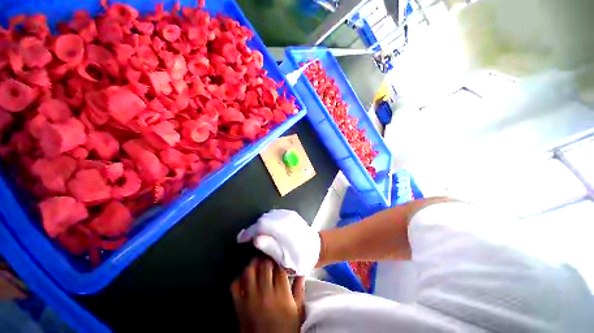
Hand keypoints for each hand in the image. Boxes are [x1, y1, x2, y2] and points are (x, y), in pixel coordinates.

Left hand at [231, 258, 305, 332]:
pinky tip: (246, 278)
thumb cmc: (286, 328)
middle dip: (267, 258)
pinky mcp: (239, 306)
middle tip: (269, 257)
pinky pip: (235, 286)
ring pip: (249, 272)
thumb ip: (299, 289)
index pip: (279, 268)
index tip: (280, 257)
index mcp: (281, 295)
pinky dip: (239, 279)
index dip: (279, 259)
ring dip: (254, 264)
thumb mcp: (298, 311)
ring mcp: (250, 300)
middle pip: (264, 266)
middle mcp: (265, 294)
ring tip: (258, 263)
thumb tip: (301, 271)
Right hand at [237, 210, 319, 275]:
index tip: (241, 239)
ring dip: (261, 224)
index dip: (248, 232)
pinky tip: (268, 229)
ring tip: (258, 234)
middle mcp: (285, 218)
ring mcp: (288, 214)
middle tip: (248, 239)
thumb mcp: (283, 259)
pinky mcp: (291, 213)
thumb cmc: (299, 258)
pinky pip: (275, 214)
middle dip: (254, 228)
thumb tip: (255, 239)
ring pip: (268, 215)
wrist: (316, 248)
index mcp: (282, 229)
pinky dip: (268, 220)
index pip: (260, 225)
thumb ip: (269, 247)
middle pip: (263, 219)